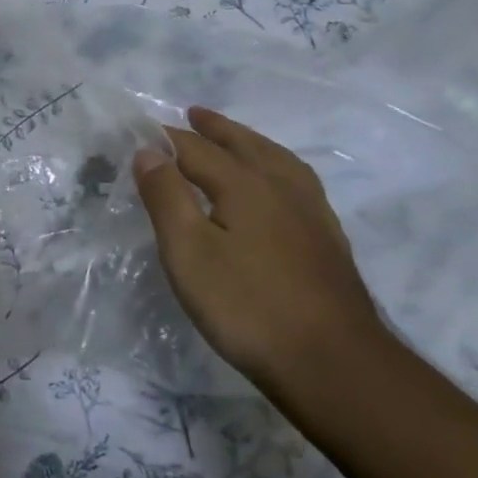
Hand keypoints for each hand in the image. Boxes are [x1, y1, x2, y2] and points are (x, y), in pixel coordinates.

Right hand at [132, 106, 385, 394]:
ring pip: (279, 162)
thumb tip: (147, 151)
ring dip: (252, 143)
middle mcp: (282, 189)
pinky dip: (279, 168)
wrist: (334, 364)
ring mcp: (312, 215)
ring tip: (239, 139)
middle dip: (216, 129)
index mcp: (245, 185)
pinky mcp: (328, 242)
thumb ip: (166, 197)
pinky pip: (299, 184)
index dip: (168, 138)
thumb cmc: (247, 305)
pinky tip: (279, 188)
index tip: (143, 129)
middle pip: (245, 146)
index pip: (197, 150)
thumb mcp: (188, 251)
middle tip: (194, 114)